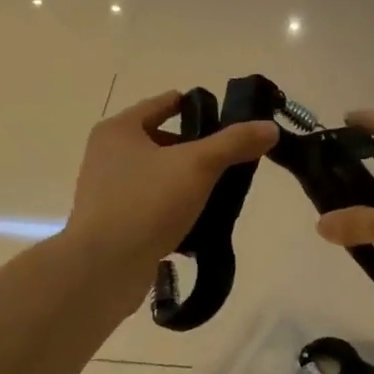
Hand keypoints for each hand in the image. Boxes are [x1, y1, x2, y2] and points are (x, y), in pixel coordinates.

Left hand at [64, 92, 277, 275]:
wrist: (103, 269)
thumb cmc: (146, 203)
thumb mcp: (198, 165)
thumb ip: (234, 143)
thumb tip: (270, 128)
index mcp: (118, 130)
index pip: (164, 103)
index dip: (197, 107)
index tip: (228, 118)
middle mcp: (107, 156)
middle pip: (162, 141)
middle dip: (196, 150)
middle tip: (230, 159)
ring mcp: (107, 192)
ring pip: (159, 176)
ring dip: (187, 182)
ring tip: (222, 192)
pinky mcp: (114, 225)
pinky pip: (152, 207)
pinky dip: (175, 210)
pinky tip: (202, 222)